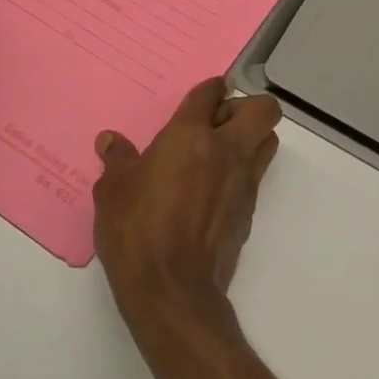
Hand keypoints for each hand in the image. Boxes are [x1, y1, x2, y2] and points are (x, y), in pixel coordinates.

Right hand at [93, 78, 282, 337]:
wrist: (173, 289)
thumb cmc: (136, 230)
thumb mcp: (113, 191)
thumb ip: (117, 161)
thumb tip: (110, 141)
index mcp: (190, 136)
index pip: (210, 93)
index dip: (210, 88)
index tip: (205, 94)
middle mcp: (225, 151)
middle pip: (263, 109)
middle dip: (245, 107)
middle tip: (217, 123)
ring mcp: (243, 181)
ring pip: (267, 141)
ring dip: (251, 138)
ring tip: (218, 154)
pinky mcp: (249, 211)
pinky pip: (256, 176)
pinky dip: (242, 173)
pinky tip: (212, 190)